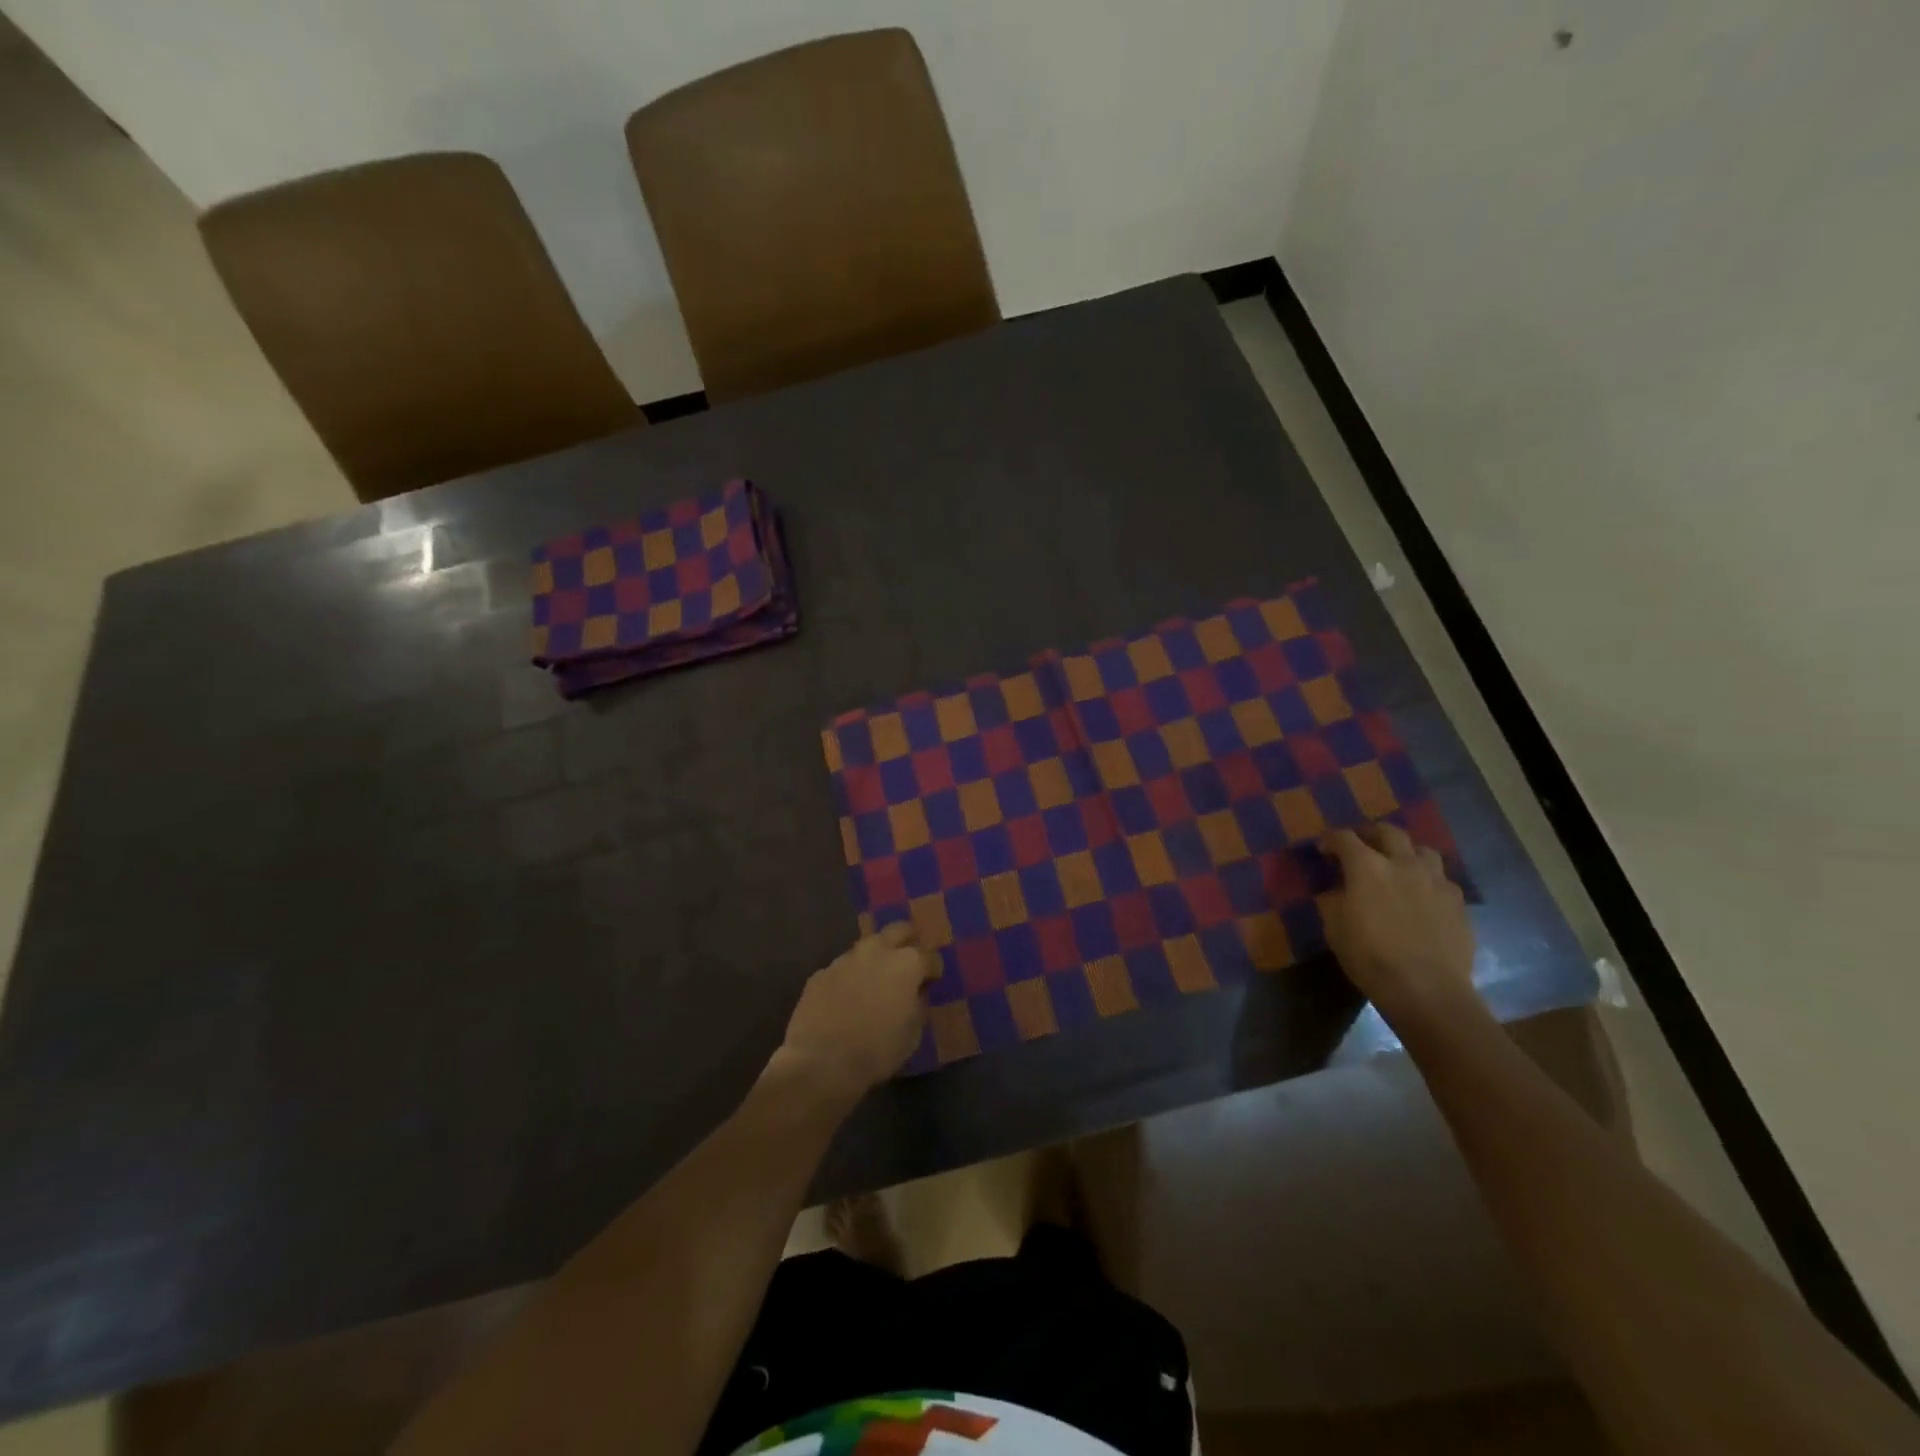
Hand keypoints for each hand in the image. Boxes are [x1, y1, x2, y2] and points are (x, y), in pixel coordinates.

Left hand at [776, 924, 939, 1100]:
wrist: (821, 1062)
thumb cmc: (877, 1050)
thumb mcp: (912, 1034)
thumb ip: (918, 1006)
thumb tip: (915, 994)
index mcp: (906, 963)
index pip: (930, 956)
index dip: (933, 969)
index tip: (932, 981)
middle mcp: (877, 951)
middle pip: (898, 930)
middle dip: (907, 941)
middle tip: (908, 961)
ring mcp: (846, 959)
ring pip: (867, 946)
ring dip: (876, 957)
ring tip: (876, 979)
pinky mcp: (821, 973)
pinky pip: (843, 968)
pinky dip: (850, 977)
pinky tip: (847, 997)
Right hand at [1321, 824, 1482, 1033]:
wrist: (1426, 989)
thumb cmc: (1370, 957)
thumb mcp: (1335, 928)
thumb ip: (1333, 900)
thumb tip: (1337, 890)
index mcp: (1367, 867)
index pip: (1344, 838)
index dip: (1331, 839)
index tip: (1323, 849)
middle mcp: (1403, 864)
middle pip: (1388, 831)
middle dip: (1370, 833)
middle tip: (1361, 845)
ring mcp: (1435, 881)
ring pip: (1423, 849)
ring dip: (1406, 851)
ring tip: (1398, 864)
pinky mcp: (1458, 902)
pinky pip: (1442, 879)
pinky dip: (1428, 879)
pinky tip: (1422, 894)